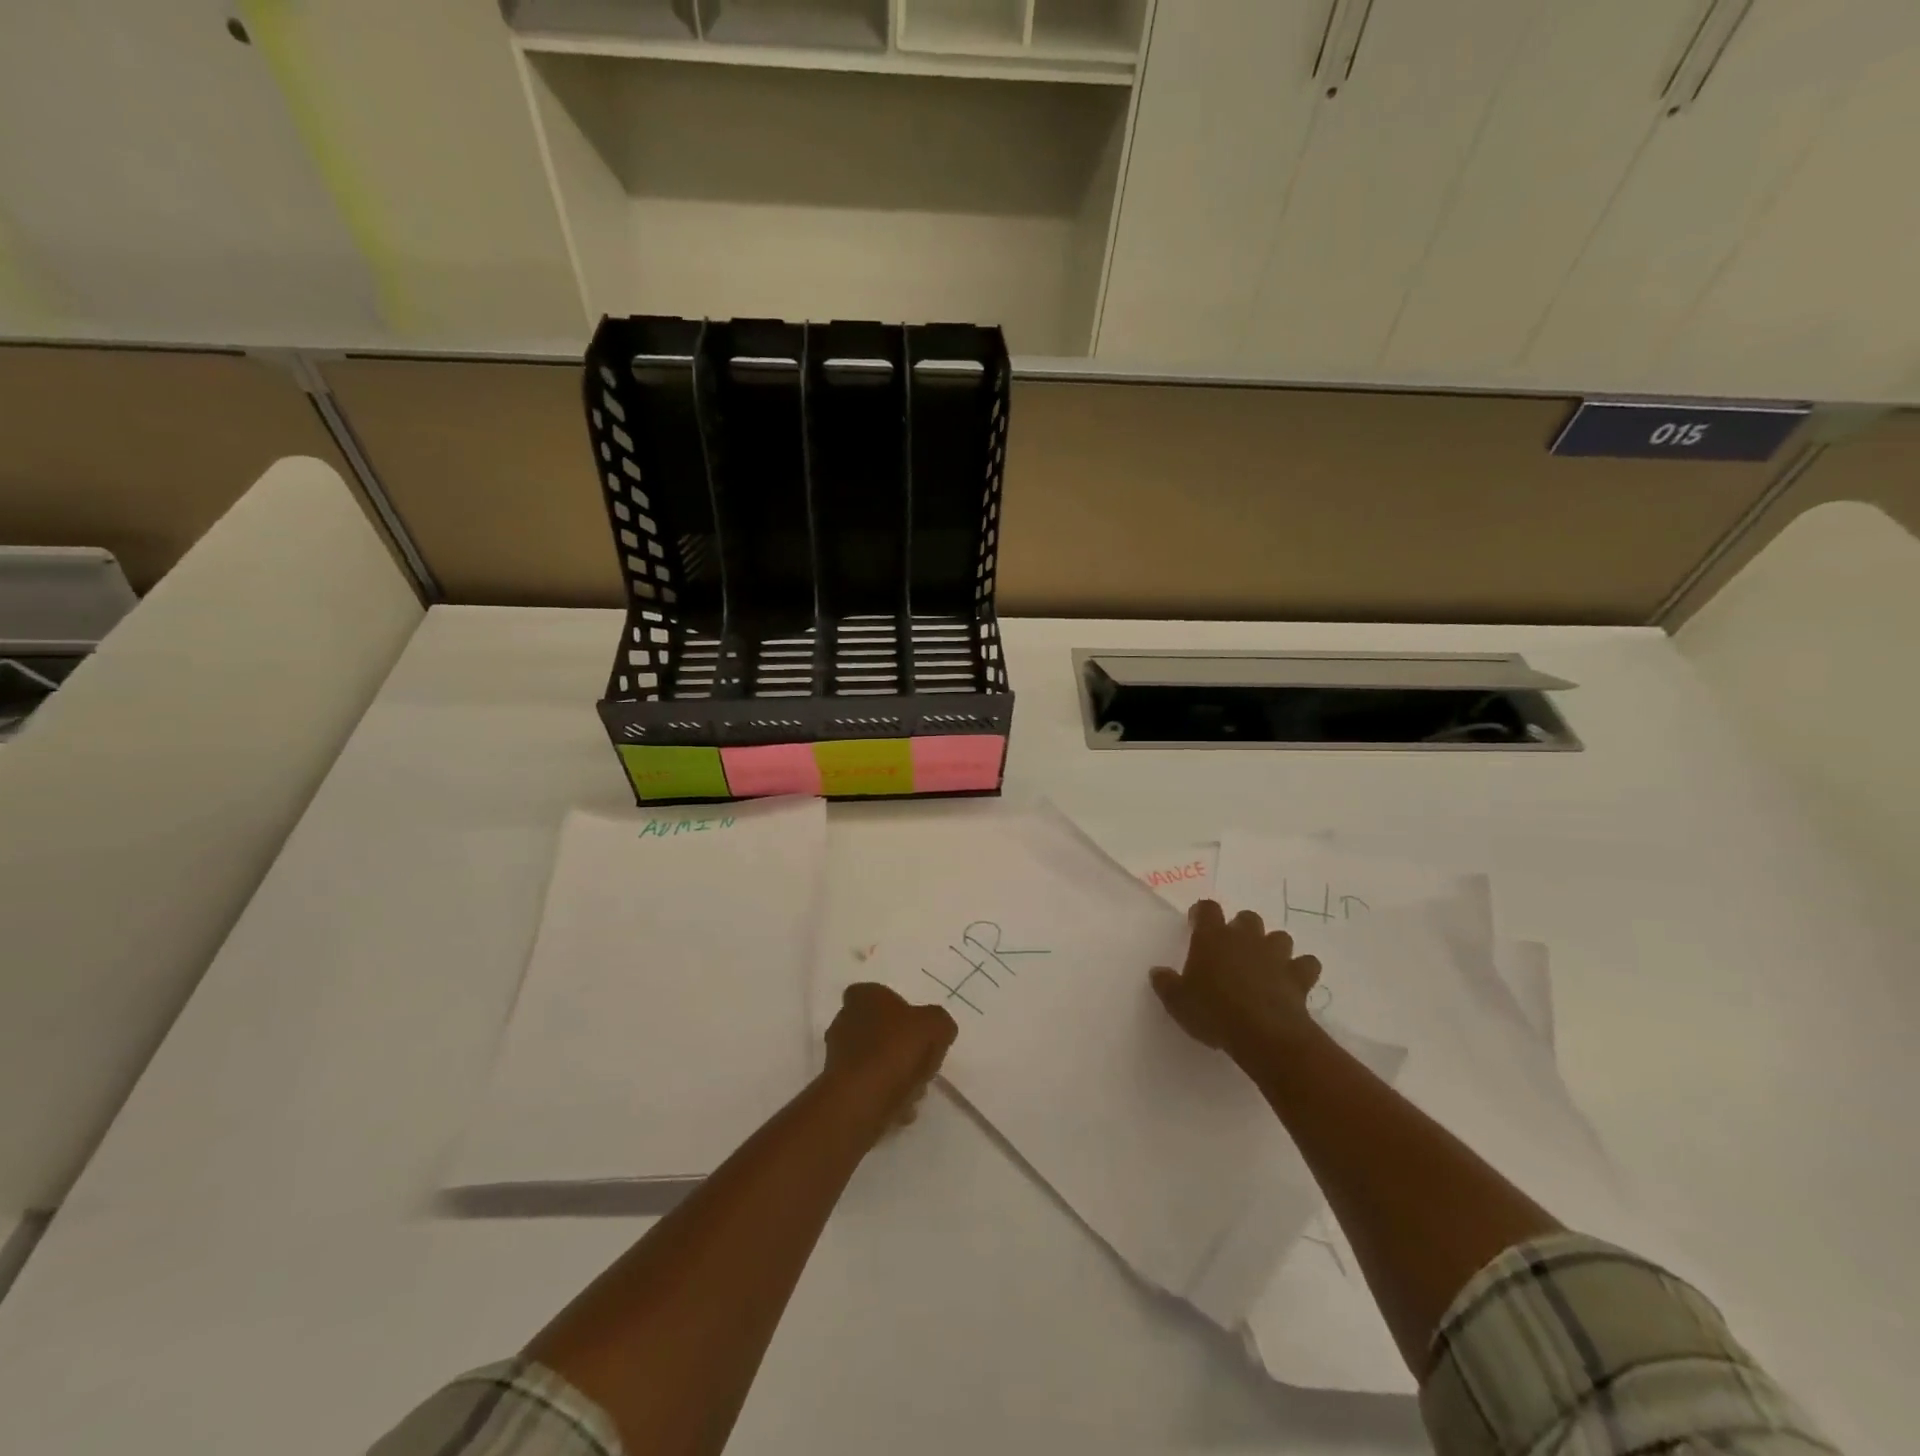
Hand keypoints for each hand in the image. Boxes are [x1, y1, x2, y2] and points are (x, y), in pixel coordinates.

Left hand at [823, 983, 958, 1132]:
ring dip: (894, 1074)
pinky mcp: (837, 1086)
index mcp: (864, 997)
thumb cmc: (897, 1050)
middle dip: (899, 1046)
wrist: (862, 1100)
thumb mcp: (936, 1025)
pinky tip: (901, 1108)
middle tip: (920, 1063)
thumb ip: (939, 1022)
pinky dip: (884, 1095)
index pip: (878, 994)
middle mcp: (845, 1020)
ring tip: (914, 1091)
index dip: (899, 1010)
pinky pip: (867, 1086)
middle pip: (878, 1029)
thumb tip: (938, 1029)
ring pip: (874, 1060)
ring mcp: (837, 1054)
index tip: (916, 1029)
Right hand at [1150, 899, 1322, 1061]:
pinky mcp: (1299, 977)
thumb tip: (1158, 972)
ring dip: (1272, 947)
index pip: (1208, 909)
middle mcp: (1245, 938)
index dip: (1202, 913)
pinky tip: (1292, 982)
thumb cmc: (1213, 1011)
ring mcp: (1276, 955)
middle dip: (1242, 928)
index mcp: (1213, 937)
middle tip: (1232, 949)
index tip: (1197, 923)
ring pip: (1280, 937)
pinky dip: (1301, 970)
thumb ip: (1166, 983)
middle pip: (1247, 918)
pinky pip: (1306, 964)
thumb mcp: (1177, 1001)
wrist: (1263, 1034)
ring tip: (1264, 965)